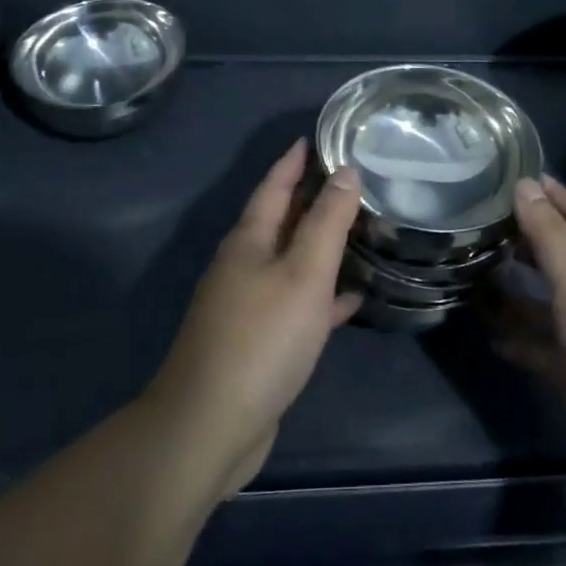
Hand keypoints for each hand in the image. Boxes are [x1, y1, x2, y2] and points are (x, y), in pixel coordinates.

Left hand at [146, 139, 362, 498]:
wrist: (209, 428)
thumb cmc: (261, 339)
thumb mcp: (304, 273)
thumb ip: (327, 221)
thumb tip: (345, 171)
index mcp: (249, 241)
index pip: (273, 186)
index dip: (293, 161)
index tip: (313, 138)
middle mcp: (244, 266)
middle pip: (280, 221)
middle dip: (309, 198)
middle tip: (348, 178)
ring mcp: (247, 307)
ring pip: (289, 262)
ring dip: (318, 245)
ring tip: (356, 229)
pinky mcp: (257, 344)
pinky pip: (296, 304)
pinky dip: (321, 296)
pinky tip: (350, 299)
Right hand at [489, 176, 565, 512]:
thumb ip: (549, 234)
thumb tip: (525, 184)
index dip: (551, 194)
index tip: (516, 174)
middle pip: (560, 256)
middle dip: (526, 239)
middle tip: (483, 223)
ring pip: (548, 303)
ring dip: (516, 291)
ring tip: (475, 275)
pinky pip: (545, 348)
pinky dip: (520, 340)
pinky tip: (491, 336)